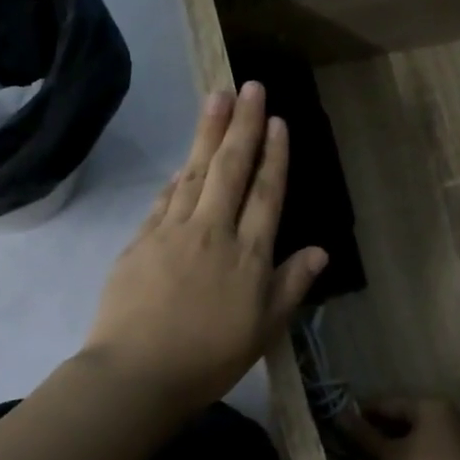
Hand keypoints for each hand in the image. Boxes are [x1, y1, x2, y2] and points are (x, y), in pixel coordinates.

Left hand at [83, 80, 327, 415]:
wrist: (138, 372)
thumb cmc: (210, 359)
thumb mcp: (264, 330)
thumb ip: (291, 286)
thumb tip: (321, 251)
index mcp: (248, 254)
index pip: (266, 193)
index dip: (274, 155)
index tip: (277, 121)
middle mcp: (212, 231)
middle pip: (230, 169)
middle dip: (242, 125)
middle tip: (249, 86)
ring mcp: (172, 232)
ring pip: (194, 173)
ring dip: (207, 134)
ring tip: (216, 99)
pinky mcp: (140, 241)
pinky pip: (164, 198)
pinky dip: (178, 175)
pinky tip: (183, 160)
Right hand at [342, 397, 459, 459]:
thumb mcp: (387, 457)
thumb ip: (363, 436)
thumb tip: (339, 416)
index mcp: (430, 406)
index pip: (388, 404)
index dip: (364, 415)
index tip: (345, 428)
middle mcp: (452, 415)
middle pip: (409, 418)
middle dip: (384, 432)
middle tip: (360, 448)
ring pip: (424, 436)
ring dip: (402, 446)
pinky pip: (437, 452)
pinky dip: (419, 458)